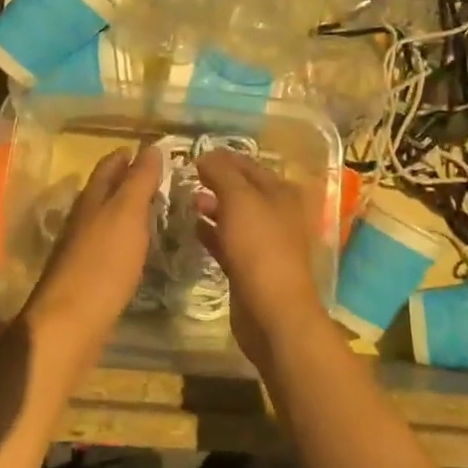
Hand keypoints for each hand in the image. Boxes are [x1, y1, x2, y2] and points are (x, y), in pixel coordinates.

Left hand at [24, 145, 163, 367]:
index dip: (129, 155)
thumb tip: (151, 147)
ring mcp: (82, 248)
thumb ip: (139, 180)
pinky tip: (140, 247)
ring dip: (128, 210)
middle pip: (105, 191)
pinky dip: (126, 238)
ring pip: (107, 218)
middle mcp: (83, 218)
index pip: (109, 165)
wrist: (71, 324)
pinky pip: (110, 246)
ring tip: (157, 209)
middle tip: (162, 178)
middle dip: (128, 180)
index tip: (154, 150)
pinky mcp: (88, 276)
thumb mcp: (127, 214)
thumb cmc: (103, 263)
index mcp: (92, 199)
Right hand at [194, 150, 331, 367]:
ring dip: (212, 207)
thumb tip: (205, 156)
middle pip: (243, 190)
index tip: (192, 156)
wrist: (272, 311)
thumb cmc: (259, 247)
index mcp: (281, 192)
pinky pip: (228, 241)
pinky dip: (212, 233)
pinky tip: (192, 228)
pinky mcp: (251, 267)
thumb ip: (221, 173)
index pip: (249, 165)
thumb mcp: (239, 199)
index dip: (222, 158)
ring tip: (186, 201)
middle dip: (216, 182)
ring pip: (235, 216)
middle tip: (185, 178)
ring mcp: (265, 242)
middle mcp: (277, 213)